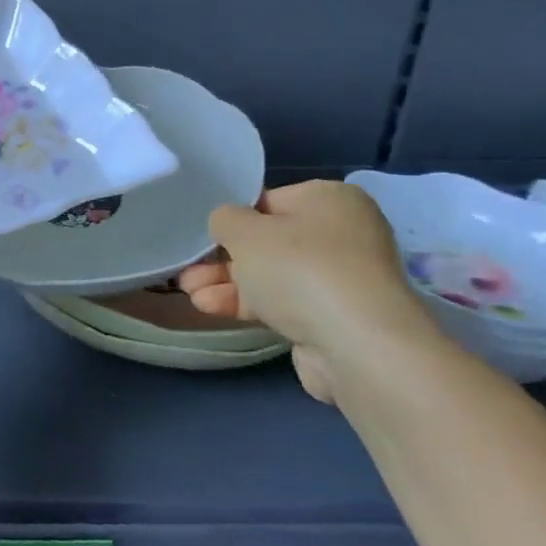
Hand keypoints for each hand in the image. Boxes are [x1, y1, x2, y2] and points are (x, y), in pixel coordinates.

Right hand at [177, 180, 437, 401]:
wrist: (357, 345)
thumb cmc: (299, 269)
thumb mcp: (244, 231)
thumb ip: (225, 219)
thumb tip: (227, 224)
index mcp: (330, 199)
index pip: (269, 201)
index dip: (232, 220)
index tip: (205, 238)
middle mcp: (342, 234)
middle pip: (268, 242)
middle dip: (223, 259)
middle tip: (188, 270)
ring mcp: (340, 278)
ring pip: (270, 275)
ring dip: (227, 283)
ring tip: (189, 292)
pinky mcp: (333, 317)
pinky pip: (281, 302)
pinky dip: (247, 303)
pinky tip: (210, 307)